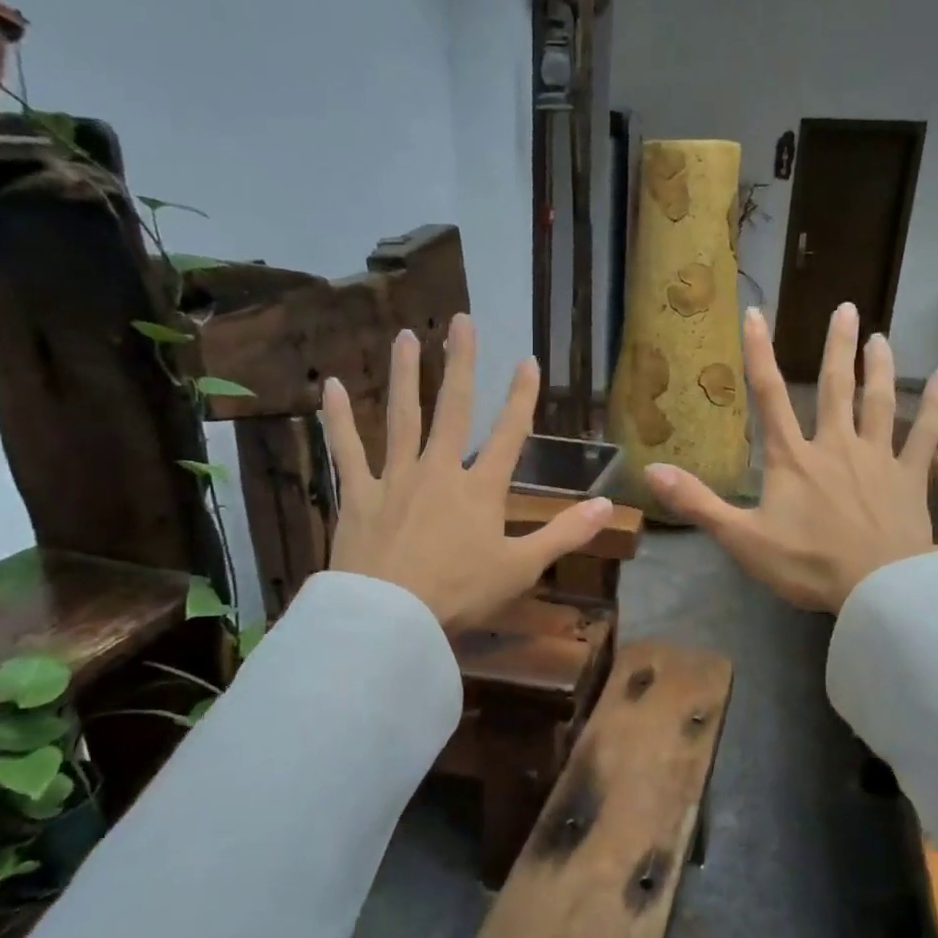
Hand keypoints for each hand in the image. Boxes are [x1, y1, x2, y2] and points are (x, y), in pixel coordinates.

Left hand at [321, 314, 613, 631]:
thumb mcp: (521, 568)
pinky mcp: (359, 494)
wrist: (391, 616)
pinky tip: (330, 385)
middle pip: (452, 409)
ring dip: (405, 375)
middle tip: (460, 321)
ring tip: (406, 336)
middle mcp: (439, 471)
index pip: (509, 434)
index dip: (521, 397)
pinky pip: (347, 449)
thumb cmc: (460, 594)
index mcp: (481, 489)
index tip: (527, 360)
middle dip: (459, 364)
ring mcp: (395, 478)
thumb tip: (606, 505)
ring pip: (401, 417)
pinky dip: (337, 418)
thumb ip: (564, 534)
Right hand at [645, 302, 937, 613]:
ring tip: (881, 337)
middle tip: (846, 308)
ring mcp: (877, 457)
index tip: (755, 314)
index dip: (759, 354)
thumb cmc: (805, 563)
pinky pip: (925, 433)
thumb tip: (651, 471)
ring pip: (879, 402)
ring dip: (879, 367)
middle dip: (837, 347)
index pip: (769, 396)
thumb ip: (697, 502)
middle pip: (835, 387)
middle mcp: (835, 445)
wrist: (875, 587)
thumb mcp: (741, 537)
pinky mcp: (909, 476)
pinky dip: (935, 405)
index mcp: (792, 458)